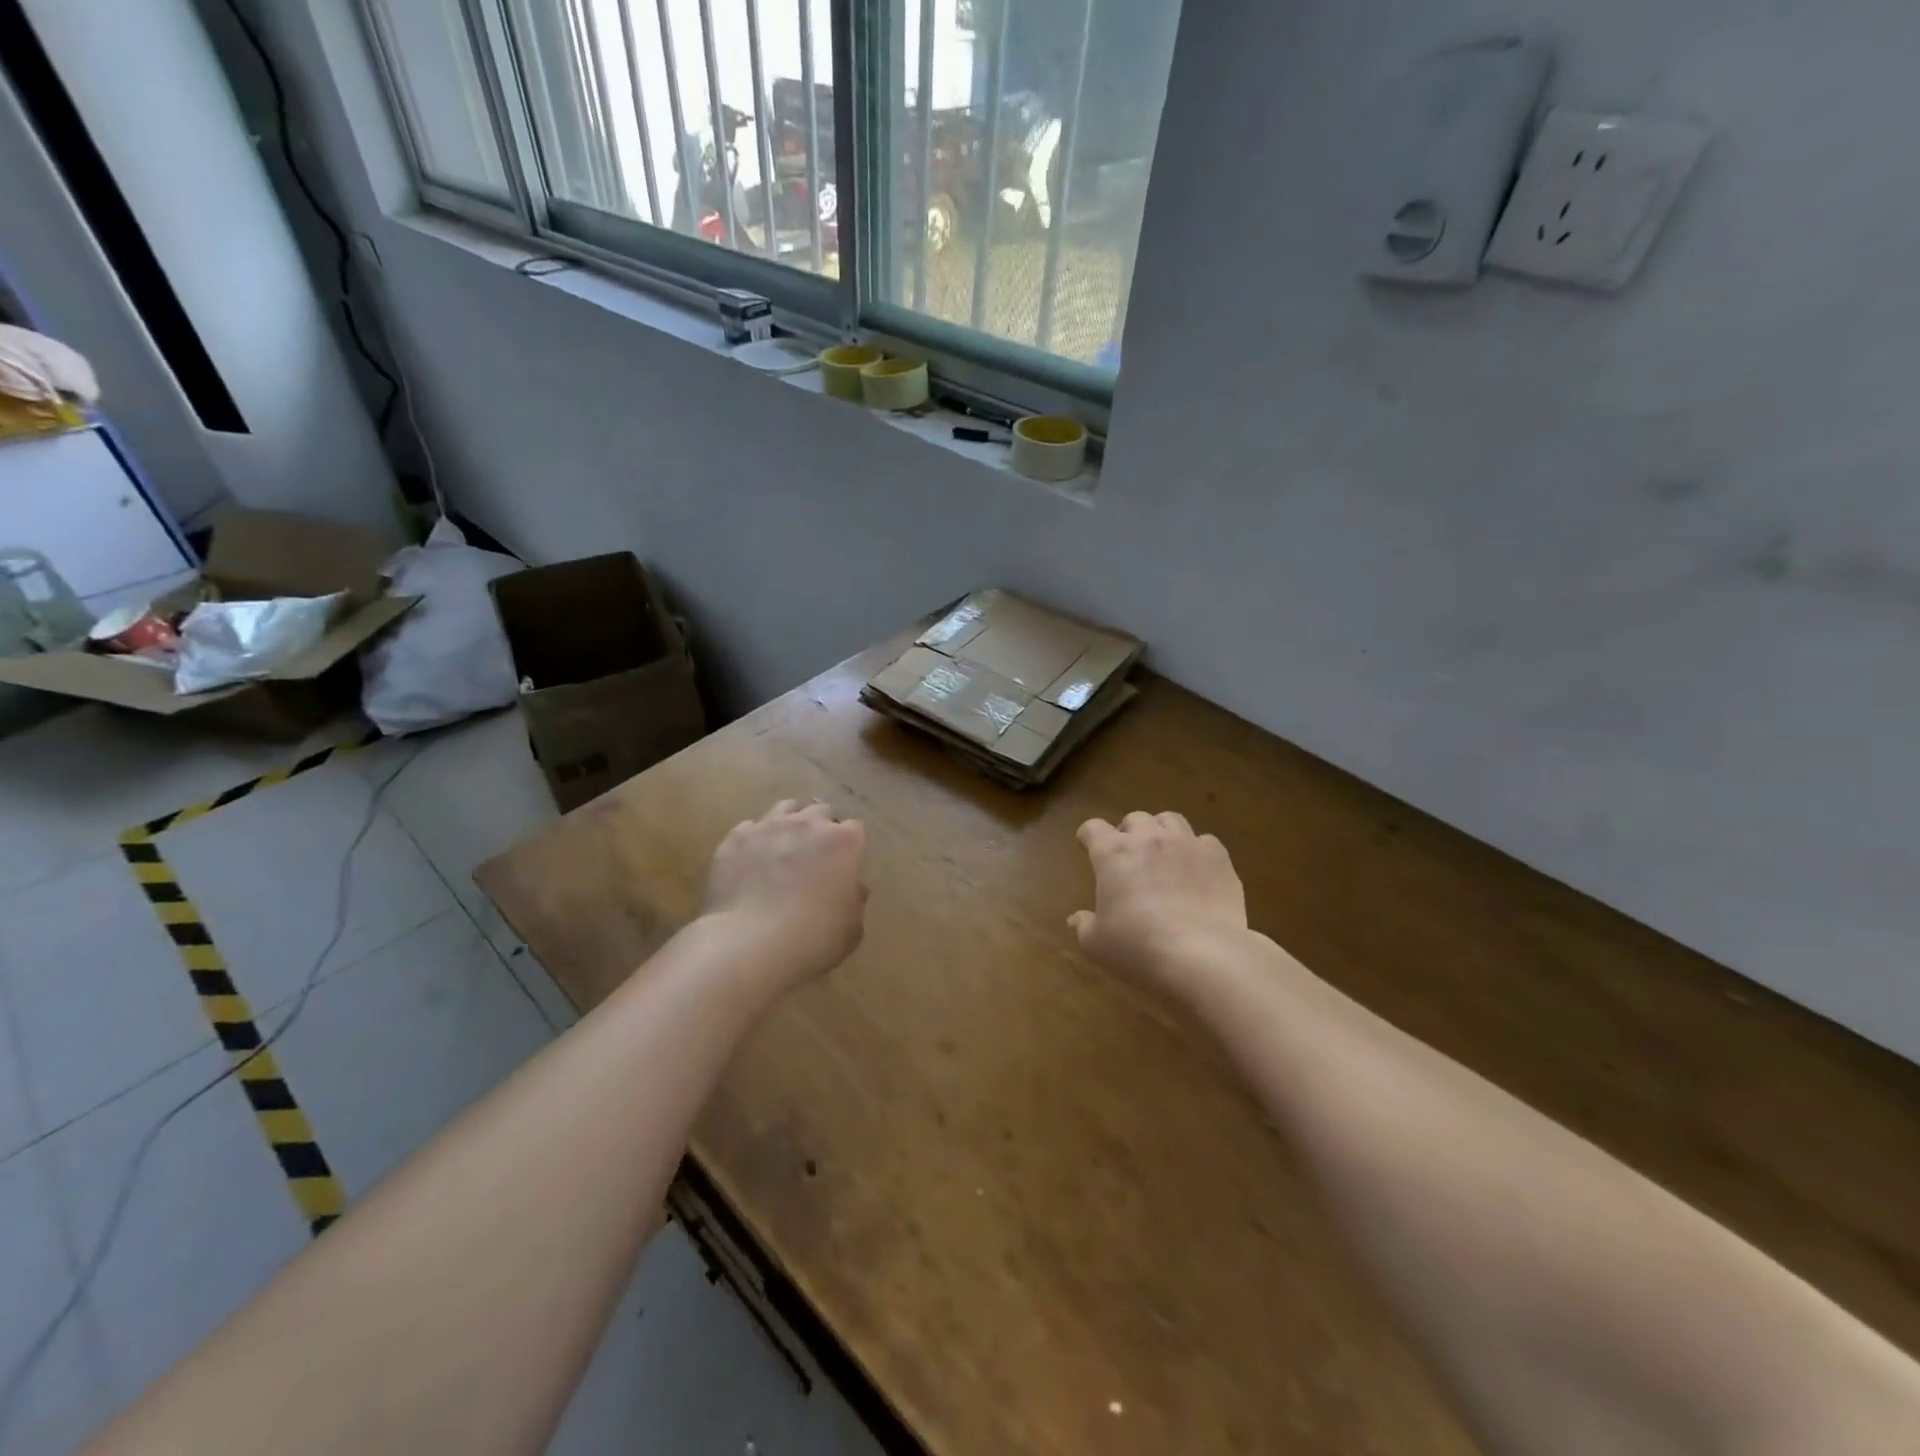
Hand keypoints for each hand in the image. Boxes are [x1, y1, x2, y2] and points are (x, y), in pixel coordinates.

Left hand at [701, 799, 868, 991]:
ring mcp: (769, 827)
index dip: (851, 848)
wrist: (750, 944)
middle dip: (822, 829)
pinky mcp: (736, 838)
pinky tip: (752, 861)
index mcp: (844, 842)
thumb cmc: (813, 938)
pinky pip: (750, 828)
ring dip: (790, 823)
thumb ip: (854, 899)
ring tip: (784, 848)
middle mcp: (808, 824)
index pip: (856, 830)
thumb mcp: (852, 927)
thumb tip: (850, 887)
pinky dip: (755, 840)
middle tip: (816, 857)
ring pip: (786, 808)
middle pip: (821, 812)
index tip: (845, 868)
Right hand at [1070, 811, 1247, 989]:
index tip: (1087, 844)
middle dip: (1128, 832)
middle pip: (1135, 818)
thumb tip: (1075, 919)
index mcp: (1112, 853)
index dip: (1088, 835)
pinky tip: (1197, 869)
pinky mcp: (1218, 858)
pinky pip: (1205, 841)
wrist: (1202, 955)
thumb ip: (1084, 926)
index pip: (1093, 829)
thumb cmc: (1138, 947)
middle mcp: (1149, 839)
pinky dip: (1197, 850)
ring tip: (1163, 851)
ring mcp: (1186, 844)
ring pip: (1171, 820)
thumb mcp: (1098, 944)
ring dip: (1162, 831)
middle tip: (1129, 854)